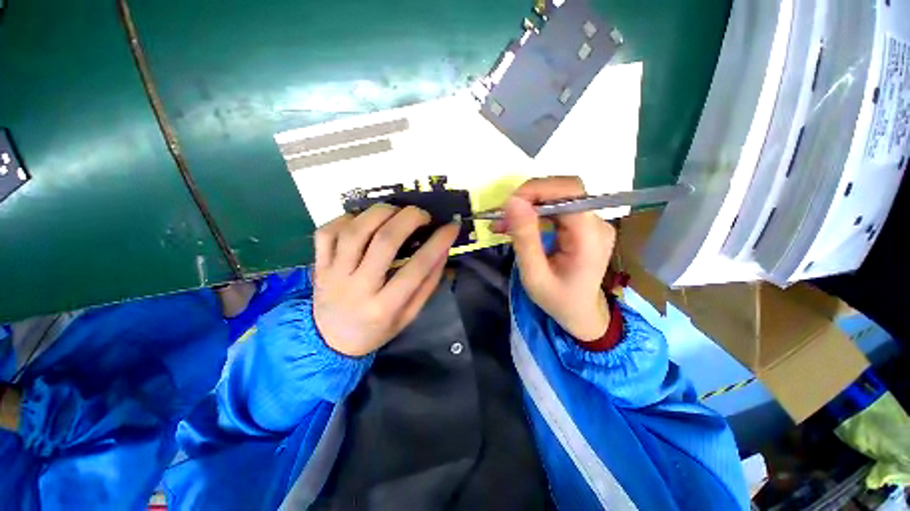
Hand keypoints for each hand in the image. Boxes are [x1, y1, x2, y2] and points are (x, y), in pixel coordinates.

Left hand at [313, 205, 459, 356]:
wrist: (330, 341)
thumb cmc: (377, 329)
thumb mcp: (409, 315)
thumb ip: (427, 284)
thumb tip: (443, 250)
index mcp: (384, 307)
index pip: (417, 268)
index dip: (438, 243)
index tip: (451, 227)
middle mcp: (357, 288)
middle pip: (384, 241)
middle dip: (408, 219)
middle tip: (422, 214)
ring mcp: (333, 274)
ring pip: (354, 231)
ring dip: (379, 213)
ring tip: (396, 210)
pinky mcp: (318, 265)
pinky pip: (327, 233)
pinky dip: (346, 218)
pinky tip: (363, 219)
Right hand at [493, 177, 615, 340]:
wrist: (580, 313)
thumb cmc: (558, 300)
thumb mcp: (534, 275)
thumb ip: (524, 238)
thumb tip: (512, 201)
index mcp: (590, 236)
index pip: (570, 191)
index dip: (537, 189)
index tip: (508, 205)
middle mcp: (597, 223)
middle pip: (564, 190)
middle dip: (528, 197)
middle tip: (501, 216)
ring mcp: (592, 222)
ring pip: (557, 196)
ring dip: (527, 205)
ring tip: (502, 224)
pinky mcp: (584, 225)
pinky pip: (556, 208)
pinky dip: (533, 212)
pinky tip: (516, 225)